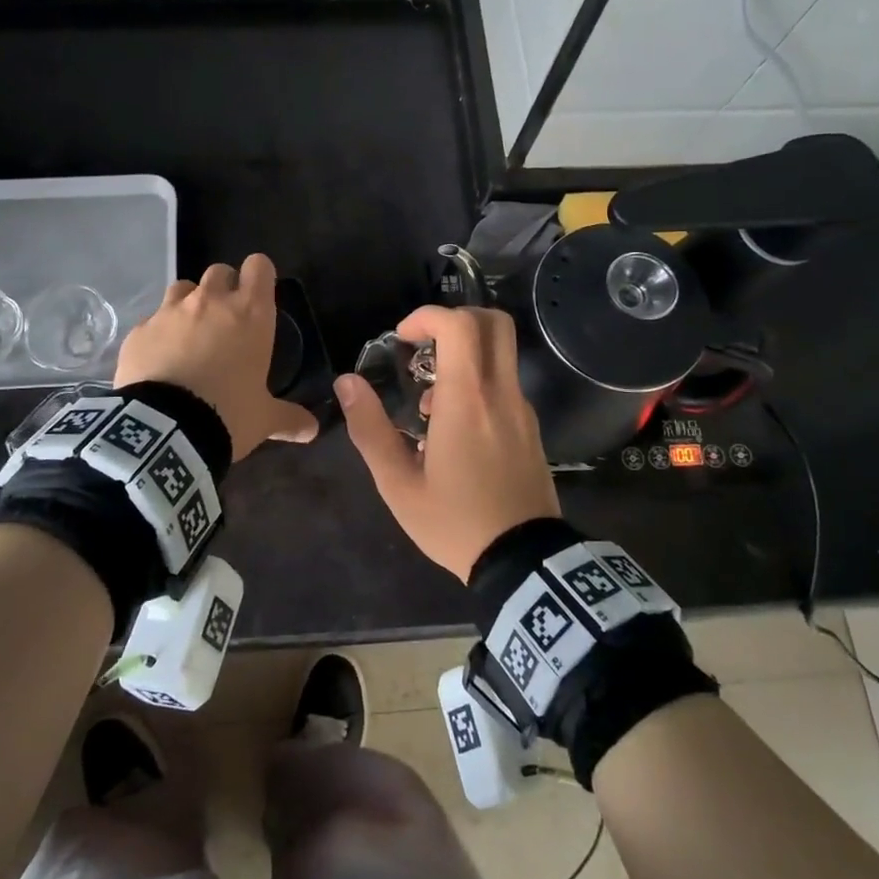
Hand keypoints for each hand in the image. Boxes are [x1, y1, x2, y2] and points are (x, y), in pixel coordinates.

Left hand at [113, 253, 318, 460]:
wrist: (165, 431)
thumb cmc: (227, 415)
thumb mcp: (264, 419)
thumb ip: (289, 418)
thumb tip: (312, 429)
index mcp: (250, 314)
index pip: (259, 266)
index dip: (259, 275)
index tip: (259, 294)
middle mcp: (210, 302)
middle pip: (220, 272)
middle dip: (224, 288)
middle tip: (226, 319)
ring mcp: (170, 312)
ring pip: (182, 288)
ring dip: (189, 303)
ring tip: (190, 333)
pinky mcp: (139, 330)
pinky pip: (152, 321)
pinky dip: (159, 333)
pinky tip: (159, 359)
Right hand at [336, 305, 559, 580]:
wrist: (522, 561)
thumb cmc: (454, 521)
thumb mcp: (398, 483)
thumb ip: (370, 428)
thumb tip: (347, 382)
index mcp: (467, 399)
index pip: (459, 325)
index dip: (428, 316)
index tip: (403, 338)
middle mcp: (501, 393)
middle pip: (494, 322)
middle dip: (455, 319)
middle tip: (423, 346)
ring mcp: (522, 409)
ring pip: (501, 352)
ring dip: (465, 355)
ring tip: (428, 404)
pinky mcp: (531, 427)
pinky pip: (505, 383)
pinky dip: (478, 382)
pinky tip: (453, 428)